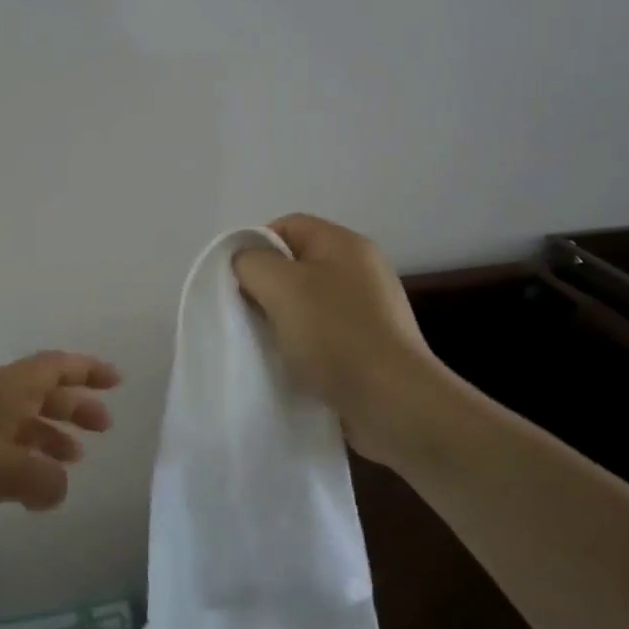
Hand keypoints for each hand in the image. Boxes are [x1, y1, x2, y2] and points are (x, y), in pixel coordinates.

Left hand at [0, 351, 120, 544]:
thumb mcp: (5, 470)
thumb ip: (45, 479)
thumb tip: (59, 486)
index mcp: (7, 388)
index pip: (56, 366)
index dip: (88, 370)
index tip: (116, 381)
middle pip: (43, 392)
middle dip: (76, 405)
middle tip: (104, 426)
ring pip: (24, 421)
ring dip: (52, 435)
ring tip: (76, 459)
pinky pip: (3, 448)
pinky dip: (26, 460)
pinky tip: (33, 489)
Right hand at [233, 214, 458, 465]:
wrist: (392, 402)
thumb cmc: (334, 334)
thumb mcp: (280, 285)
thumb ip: (252, 263)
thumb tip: (246, 264)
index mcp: (344, 243)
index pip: (287, 226)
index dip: (255, 246)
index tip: (235, 281)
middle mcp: (361, 269)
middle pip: (296, 264)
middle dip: (266, 286)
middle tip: (245, 312)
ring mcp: (369, 309)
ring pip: (308, 302)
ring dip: (282, 319)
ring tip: (265, 342)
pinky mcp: (370, 345)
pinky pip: (324, 333)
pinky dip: (303, 344)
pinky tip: (291, 364)